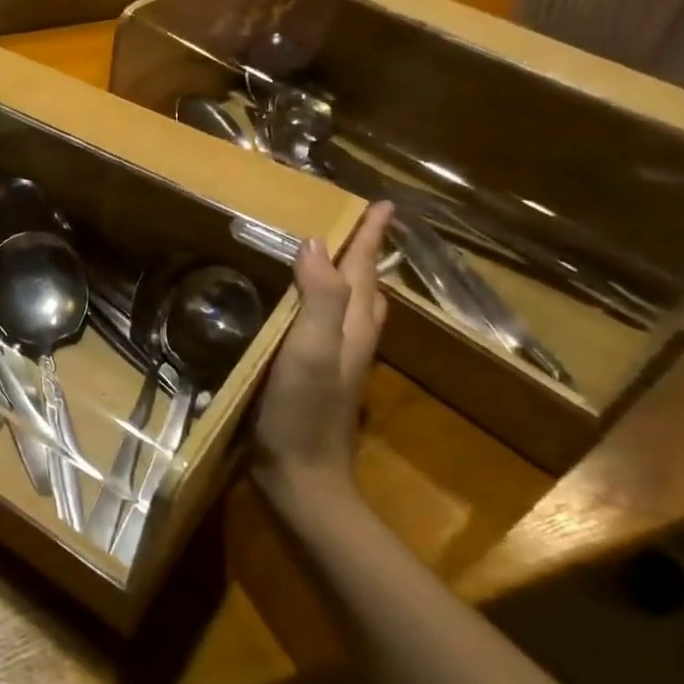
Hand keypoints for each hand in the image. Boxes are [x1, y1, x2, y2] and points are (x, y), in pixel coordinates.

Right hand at [252, 201, 391, 520]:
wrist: (302, 479)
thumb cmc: (304, 413)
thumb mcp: (310, 352)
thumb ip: (318, 299)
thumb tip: (315, 243)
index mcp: (352, 327)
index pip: (364, 270)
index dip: (371, 237)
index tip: (382, 203)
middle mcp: (351, 339)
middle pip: (367, 286)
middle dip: (365, 252)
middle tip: (358, 223)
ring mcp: (336, 361)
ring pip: (351, 307)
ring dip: (348, 277)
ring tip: (335, 255)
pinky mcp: (316, 377)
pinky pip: (327, 325)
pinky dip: (323, 303)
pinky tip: (302, 307)